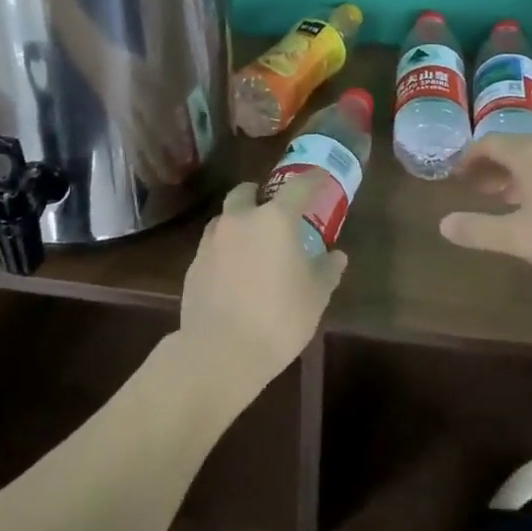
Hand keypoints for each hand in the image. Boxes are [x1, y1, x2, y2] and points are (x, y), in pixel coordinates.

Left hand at [177, 178, 347, 394]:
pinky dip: (225, 249)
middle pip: (246, 192)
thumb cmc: (278, 318)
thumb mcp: (315, 296)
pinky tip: (234, 272)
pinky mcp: (194, 265)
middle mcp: (240, 220)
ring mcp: (211, 241)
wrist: (220, 352)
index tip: (321, 179)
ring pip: (225, 218)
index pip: (298, 187)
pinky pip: (213, 246)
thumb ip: (327, 270)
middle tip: (275, 211)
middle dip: (260, 194)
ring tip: (253, 244)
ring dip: (239, 221)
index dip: (312, 180)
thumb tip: (337, 256)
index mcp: (275, 220)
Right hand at [440, 133, 531, 295]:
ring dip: (515, 174)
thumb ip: (480, 231)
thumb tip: (442, 224)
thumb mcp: (521, 238)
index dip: (468, 158)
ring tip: (505, 199)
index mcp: (528, 153)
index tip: (455, 176)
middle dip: (490, 167)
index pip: (488, 143)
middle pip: (513, 147)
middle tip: (474, 189)